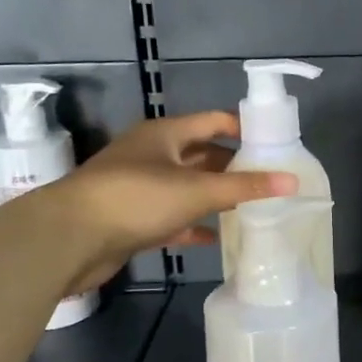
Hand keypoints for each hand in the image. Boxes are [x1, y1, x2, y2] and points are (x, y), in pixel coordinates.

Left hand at [43, 111, 296, 293]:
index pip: (213, 122)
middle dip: (233, 167)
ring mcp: (139, 187)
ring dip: (215, 197)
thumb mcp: (197, 190)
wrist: (68, 239)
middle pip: (201, 155)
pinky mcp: (131, 219)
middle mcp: (152, 155)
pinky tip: (216, 237)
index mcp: (165, 134)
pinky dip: (193, 224)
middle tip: (269, 181)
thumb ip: (245, 187)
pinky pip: (172, 217)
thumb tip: (293, 181)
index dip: (243, 130)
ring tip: (251, 208)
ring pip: (187, 187)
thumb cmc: (135, 198)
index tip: (275, 144)